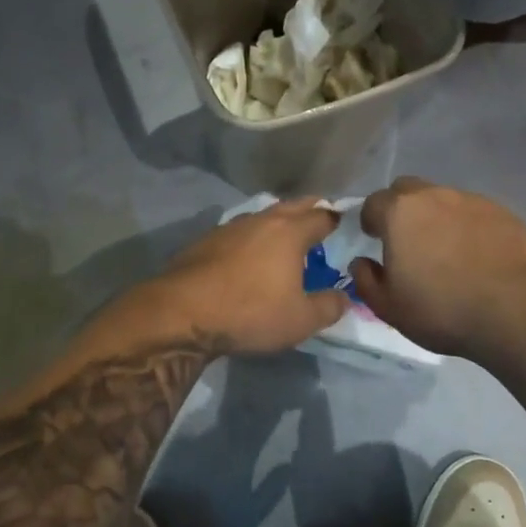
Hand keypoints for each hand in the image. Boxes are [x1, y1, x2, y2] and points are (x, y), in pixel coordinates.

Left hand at [150, 199, 349, 353]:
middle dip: (310, 210)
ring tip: (285, 237)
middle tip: (320, 219)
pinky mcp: (204, 241)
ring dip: (277, 222)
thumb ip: (329, 307)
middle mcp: (261, 220)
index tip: (344, 225)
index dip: (337, 220)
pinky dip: (251, 237)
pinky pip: (238, 232)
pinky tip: (248, 254)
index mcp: (290, 232)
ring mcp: (229, 227)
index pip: (322, 216)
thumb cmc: (250, 313)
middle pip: (292, 206)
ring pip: (262, 216)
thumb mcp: (300, 320)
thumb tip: (344, 298)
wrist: (181, 313)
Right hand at [349, 178, 525, 359]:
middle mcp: (434, 196)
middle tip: (406, 240)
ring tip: (444, 251)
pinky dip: (466, 227)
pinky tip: (474, 256)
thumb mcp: (388, 307)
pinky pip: (473, 213)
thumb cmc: (441, 309)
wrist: (515, 310)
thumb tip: (361, 263)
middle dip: (400, 209)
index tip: (374, 239)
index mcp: (400, 213)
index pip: (372, 203)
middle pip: (407, 190)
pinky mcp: (503, 213)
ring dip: (436, 218)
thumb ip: (366, 280)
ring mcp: (472, 201)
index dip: (370, 220)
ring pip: (443, 200)